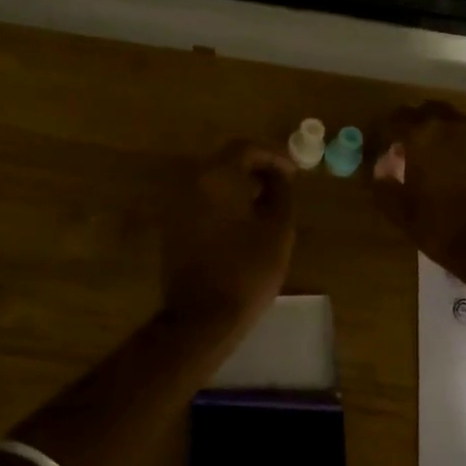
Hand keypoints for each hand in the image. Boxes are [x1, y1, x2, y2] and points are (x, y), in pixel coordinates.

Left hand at [160, 139, 296, 332]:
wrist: (202, 317)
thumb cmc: (247, 270)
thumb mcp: (278, 229)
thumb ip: (281, 192)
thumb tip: (278, 176)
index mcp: (216, 176)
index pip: (245, 148)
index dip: (273, 155)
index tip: (293, 172)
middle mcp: (190, 182)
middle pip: (225, 161)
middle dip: (255, 168)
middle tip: (281, 184)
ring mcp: (176, 205)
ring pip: (211, 181)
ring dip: (238, 186)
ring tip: (265, 205)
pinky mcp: (172, 227)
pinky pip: (201, 201)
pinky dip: (222, 202)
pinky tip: (242, 222)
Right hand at [372, 102, 465, 287]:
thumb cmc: (442, 228)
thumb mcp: (401, 212)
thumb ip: (384, 185)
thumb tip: (380, 169)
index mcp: (423, 135)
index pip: (393, 120)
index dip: (380, 133)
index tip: (374, 149)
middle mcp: (451, 126)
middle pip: (425, 111)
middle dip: (409, 125)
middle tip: (399, 148)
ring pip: (450, 121)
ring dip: (434, 132)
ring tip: (425, 157)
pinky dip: (455, 144)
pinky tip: (450, 168)